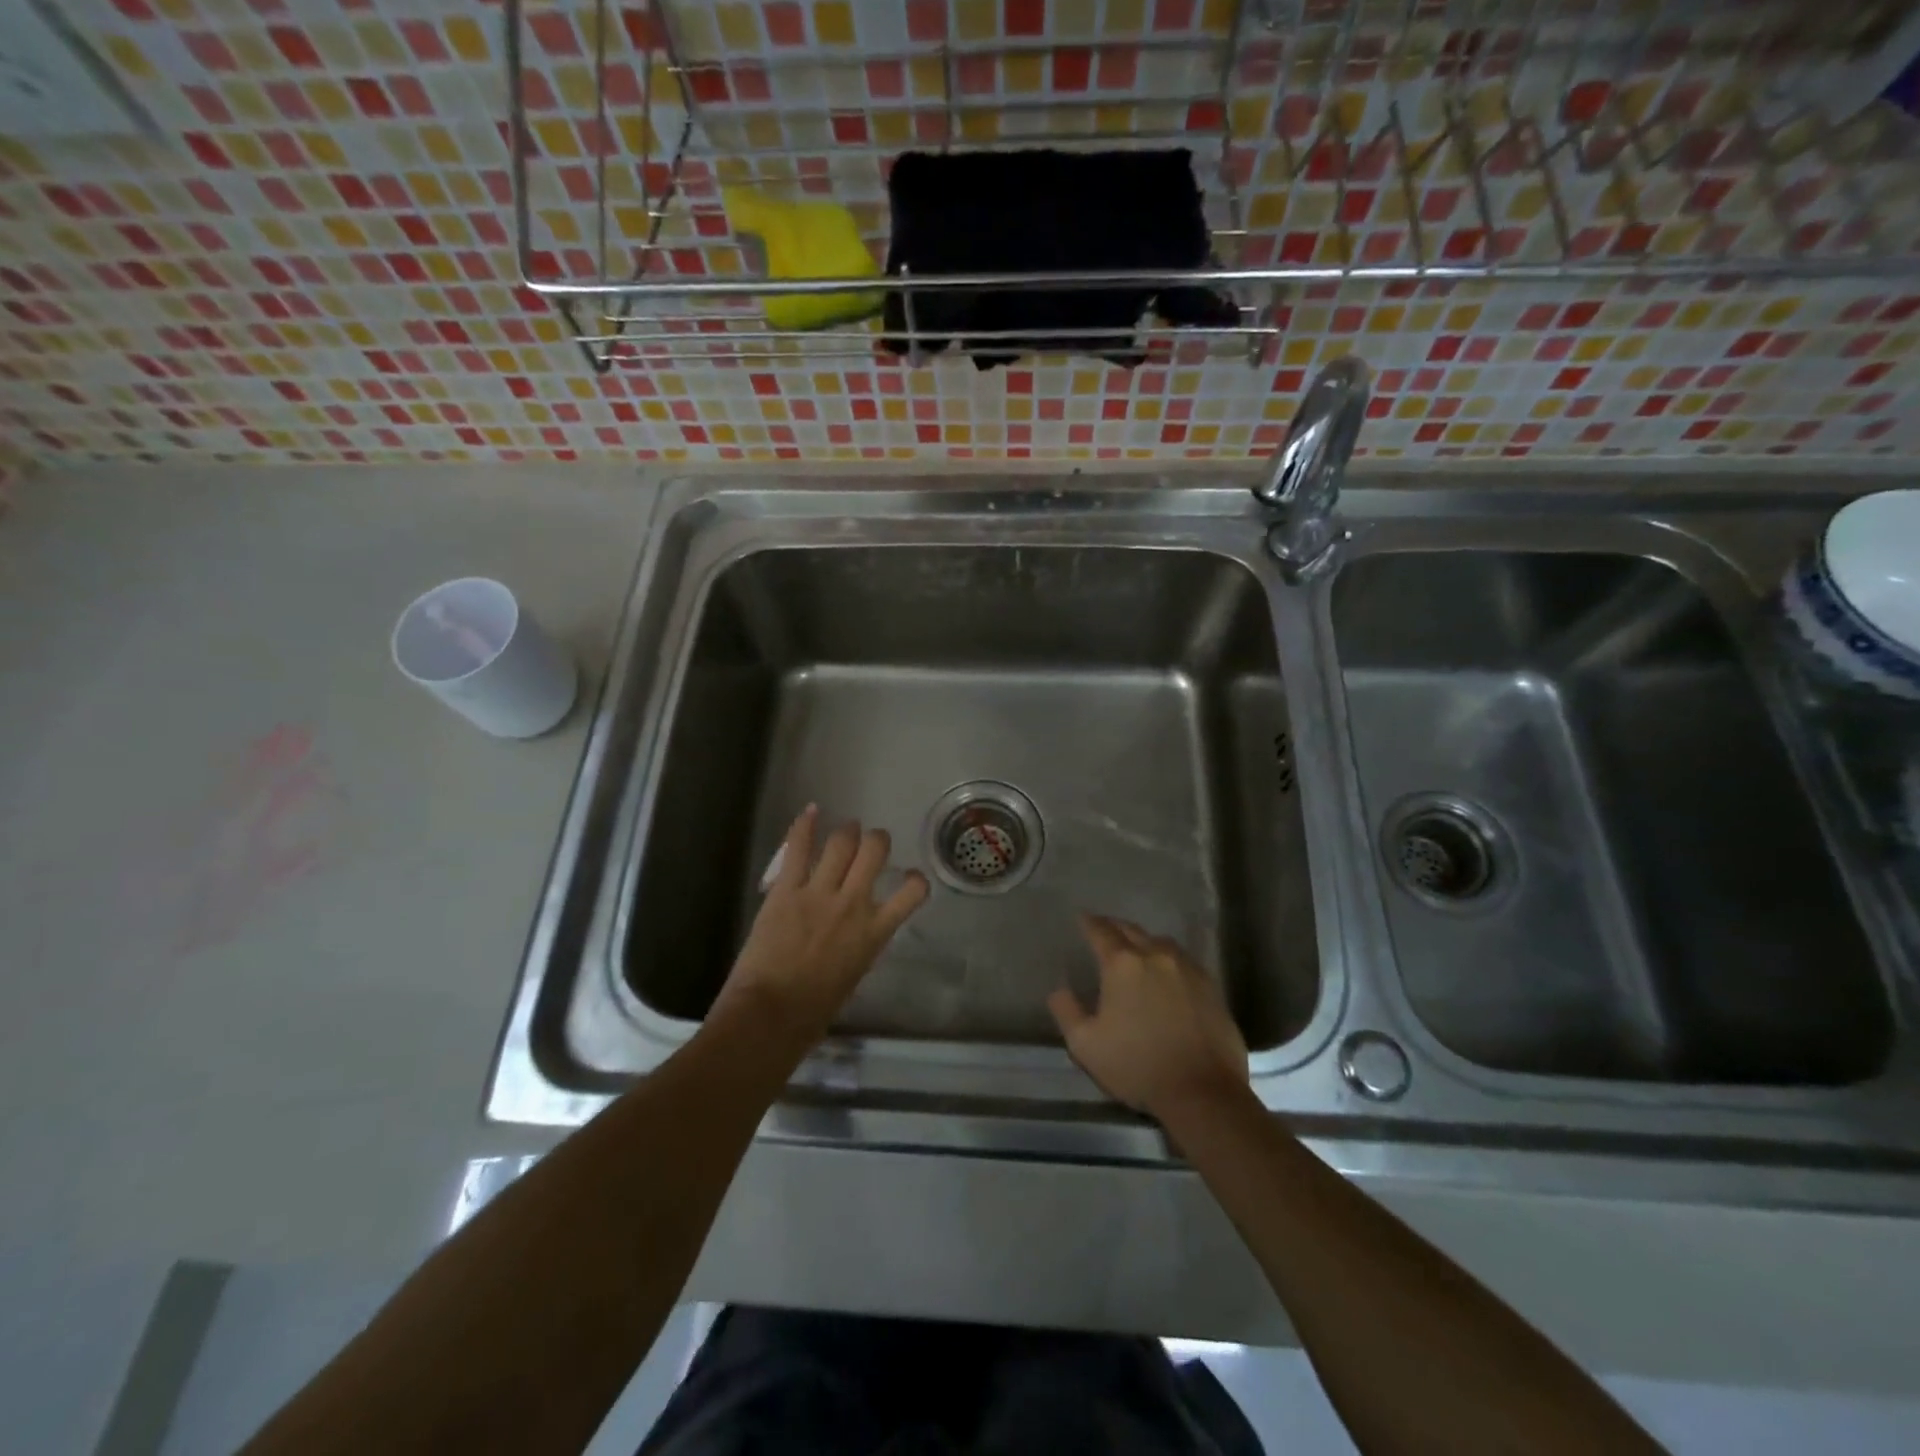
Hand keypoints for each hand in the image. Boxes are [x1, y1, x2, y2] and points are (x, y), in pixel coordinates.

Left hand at [717, 806, 929, 1045]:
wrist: (771, 1014)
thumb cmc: (814, 1010)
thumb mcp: (854, 975)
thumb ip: (861, 944)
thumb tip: (858, 932)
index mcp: (875, 932)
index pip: (913, 892)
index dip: (915, 879)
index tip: (909, 877)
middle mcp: (853, 904)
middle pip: (875, 851)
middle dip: (877, 840)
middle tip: (871, 843)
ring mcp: (820, 892)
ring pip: (842, 842)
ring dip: (847, 831)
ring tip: (846, 830)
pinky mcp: (787, 889)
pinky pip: (798, 849)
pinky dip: (805, 825)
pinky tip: (811, 811)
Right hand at [1048, 914, 1248, 1118]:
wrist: (1202, 1092)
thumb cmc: (1137, 1066)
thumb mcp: (1085, 1045)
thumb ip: (1067, 1012)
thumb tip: (1059, 990)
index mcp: (1123, 964)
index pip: (1101, 931)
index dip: (1089, 923)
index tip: (1082, 918)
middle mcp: (1156, 955)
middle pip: (1132, 930)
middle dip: (1115, 928)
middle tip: (1105, 930)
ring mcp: (1187, 969)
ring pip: (1161, 942)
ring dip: (1144, 941)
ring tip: (1136, 951)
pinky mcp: (1211, 987)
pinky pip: (1184, 961)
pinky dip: (1168, 960)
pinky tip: (1167, 975)